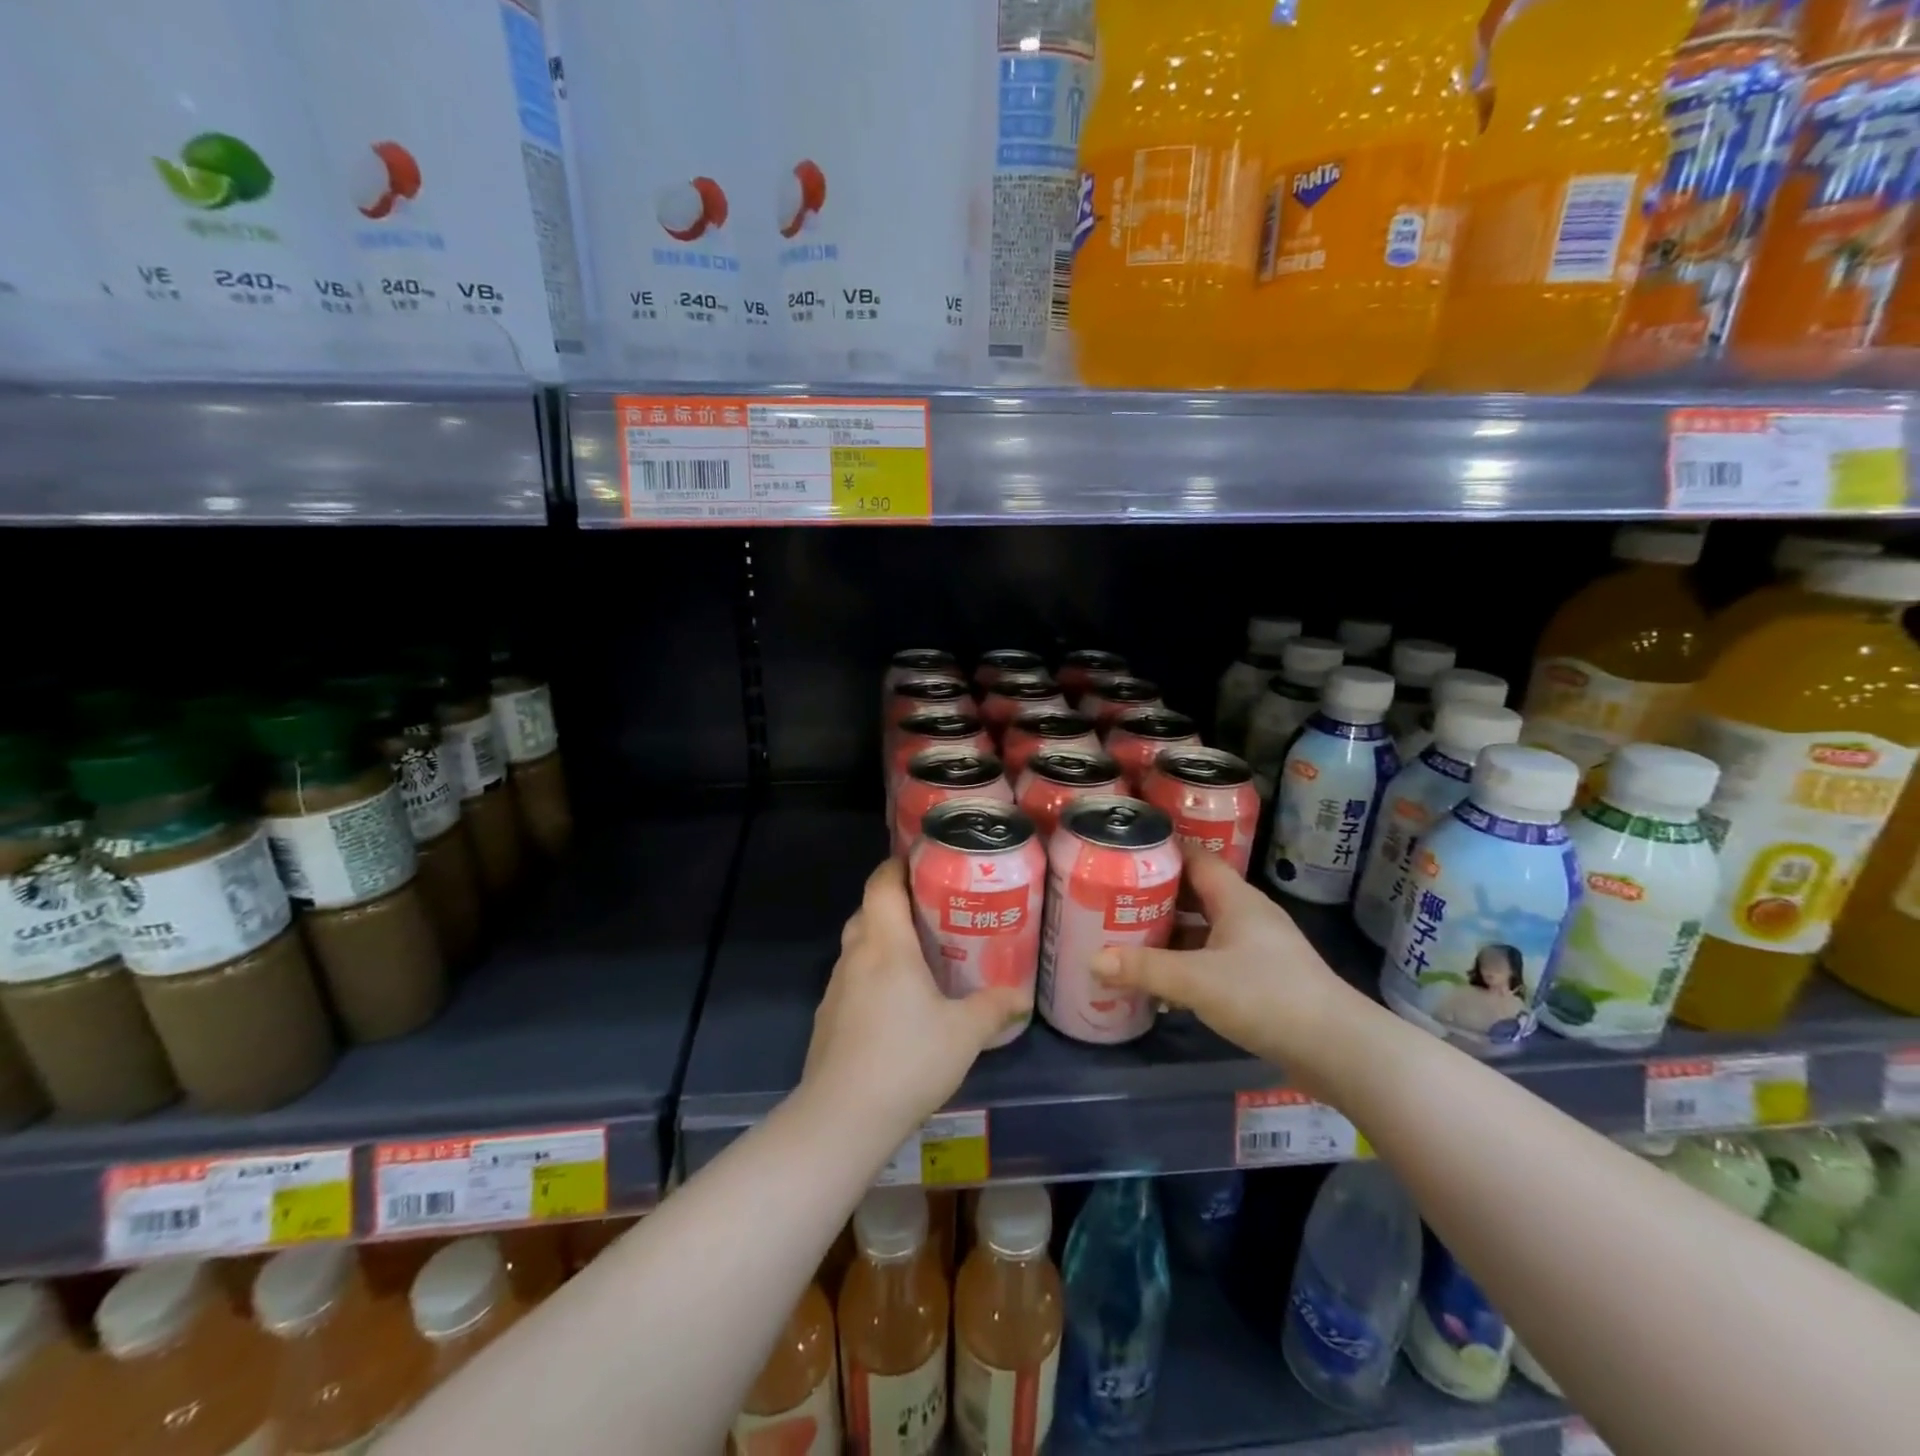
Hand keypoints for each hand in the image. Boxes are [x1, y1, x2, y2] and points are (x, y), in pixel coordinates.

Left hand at [801, 859, 1029, 1138]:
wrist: (842, 1118)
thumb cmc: (908, 1060)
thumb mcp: (963, 1034)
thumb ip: (993, 1008)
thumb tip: (1021, 995)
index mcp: (886, 945)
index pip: (882, 884)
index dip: (896, 865)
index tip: (921, 861)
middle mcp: (855, 956)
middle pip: (868, 911)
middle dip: (895, 903)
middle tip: (931, 910)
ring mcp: (836, 988)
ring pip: (857, 946)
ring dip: (881, 940)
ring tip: (917, 954)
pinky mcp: (827, 1018)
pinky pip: (851, 979)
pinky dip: (871, 974)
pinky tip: (894, 1003)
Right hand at [1091, 849, 1365, 1089]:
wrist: (1338, 1049)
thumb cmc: (1266, 997)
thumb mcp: (1196, 981)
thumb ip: (1144, 969)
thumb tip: (1094, 959)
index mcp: (1236, 899)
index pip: (1195, 857)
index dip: (1161, 853)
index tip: (1123, 857)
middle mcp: (1248, 915)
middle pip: (1196, 893)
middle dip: (1157, 896)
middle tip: (1114, 900)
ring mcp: (1258, 949)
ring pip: (1205, 929)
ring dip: (1171, 934)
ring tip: (1128, 938)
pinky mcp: (1263, 979)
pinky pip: (1215, 959)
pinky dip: (1188, 963)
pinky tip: (1162, 982)